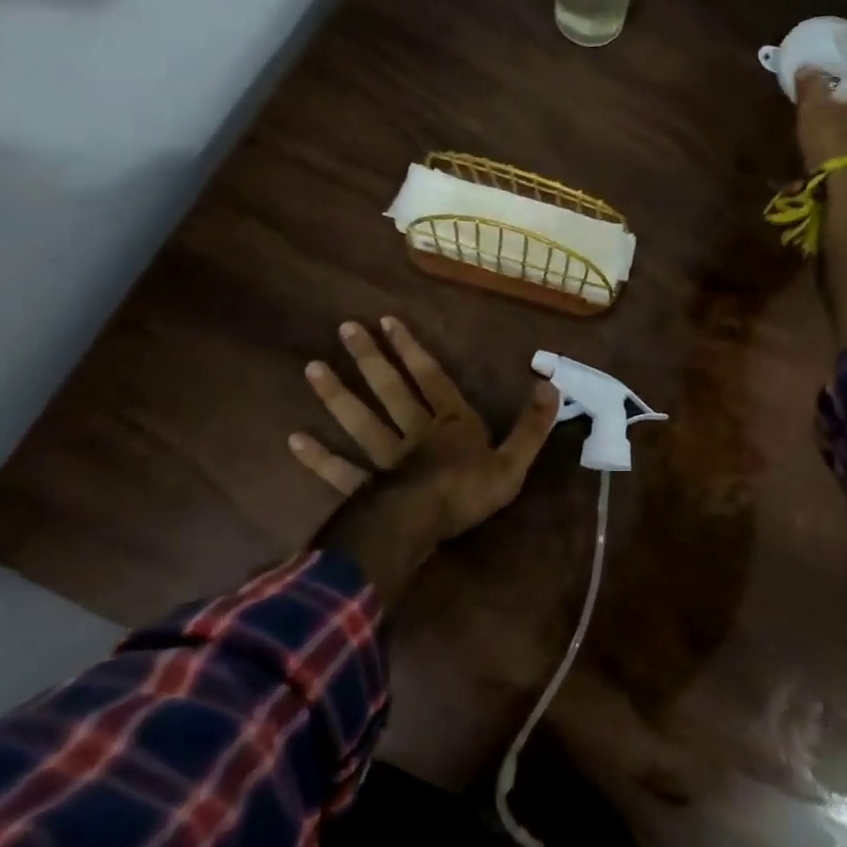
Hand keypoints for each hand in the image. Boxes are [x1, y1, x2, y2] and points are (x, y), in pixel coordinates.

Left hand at [288, 317, 561, 599]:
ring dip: (337, 395)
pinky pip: (340, 470)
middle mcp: (414, 432)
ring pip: (360, 421)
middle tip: (345, 328)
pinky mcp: (367, 487)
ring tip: (312, 367)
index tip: (387, 321)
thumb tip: (551, 384)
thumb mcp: (514, 460)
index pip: (431, 378)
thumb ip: (532, 424)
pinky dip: (318, 456)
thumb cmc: (470, 491)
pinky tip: (295, 439)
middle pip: (390, 390)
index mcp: (451, 423)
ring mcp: (386, 459)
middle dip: (370, 359)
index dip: (411, 349)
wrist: (426, 526)